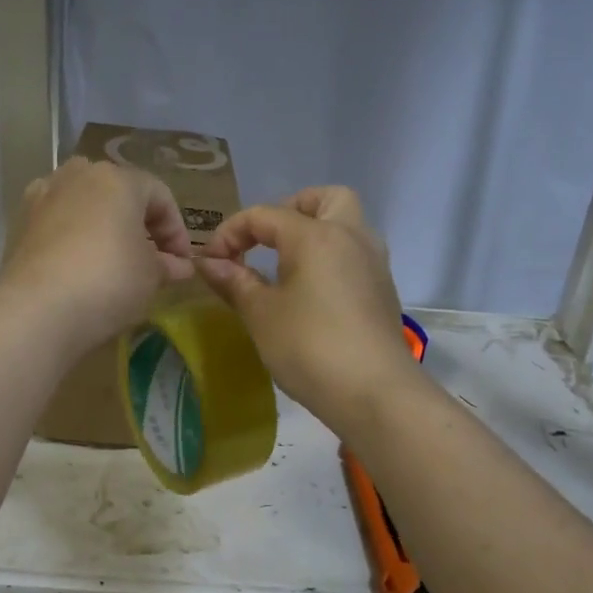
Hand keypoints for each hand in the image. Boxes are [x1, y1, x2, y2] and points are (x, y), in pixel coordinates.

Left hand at [0, 157, 193, 353]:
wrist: (35, 311)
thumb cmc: (107, 282)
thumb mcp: (151, 276)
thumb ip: (168, 265)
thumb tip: (179, 265)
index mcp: (116, 179)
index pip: (159, 195)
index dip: (177, 230)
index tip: (182, 263)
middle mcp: (77, 176)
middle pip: (119, 194)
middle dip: (139, 225)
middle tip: (152, 260)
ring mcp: (42, 196)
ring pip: (84, 206)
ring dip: (104, 229)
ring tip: (114, 263)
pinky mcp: (18, 223)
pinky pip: (58, 224)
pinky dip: (74, 240)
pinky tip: (80, 268)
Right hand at [196, 187, 415, 434]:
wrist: (375, 393)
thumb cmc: (310, 347)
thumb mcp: (261, 314)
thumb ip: (234, 282)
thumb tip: (209, 263)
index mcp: (317, 235)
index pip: (264, 216)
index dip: (230, 233)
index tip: (211, 263)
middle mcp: (351, 237)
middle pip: (326, 199)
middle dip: (291, 209)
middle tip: (266, 240)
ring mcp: (374, 264)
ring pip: (347, 225)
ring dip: (315, 233)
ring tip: (285, 267)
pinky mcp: (383, 291)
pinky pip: (354, 256)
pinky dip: (331, 259)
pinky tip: (311, 293)